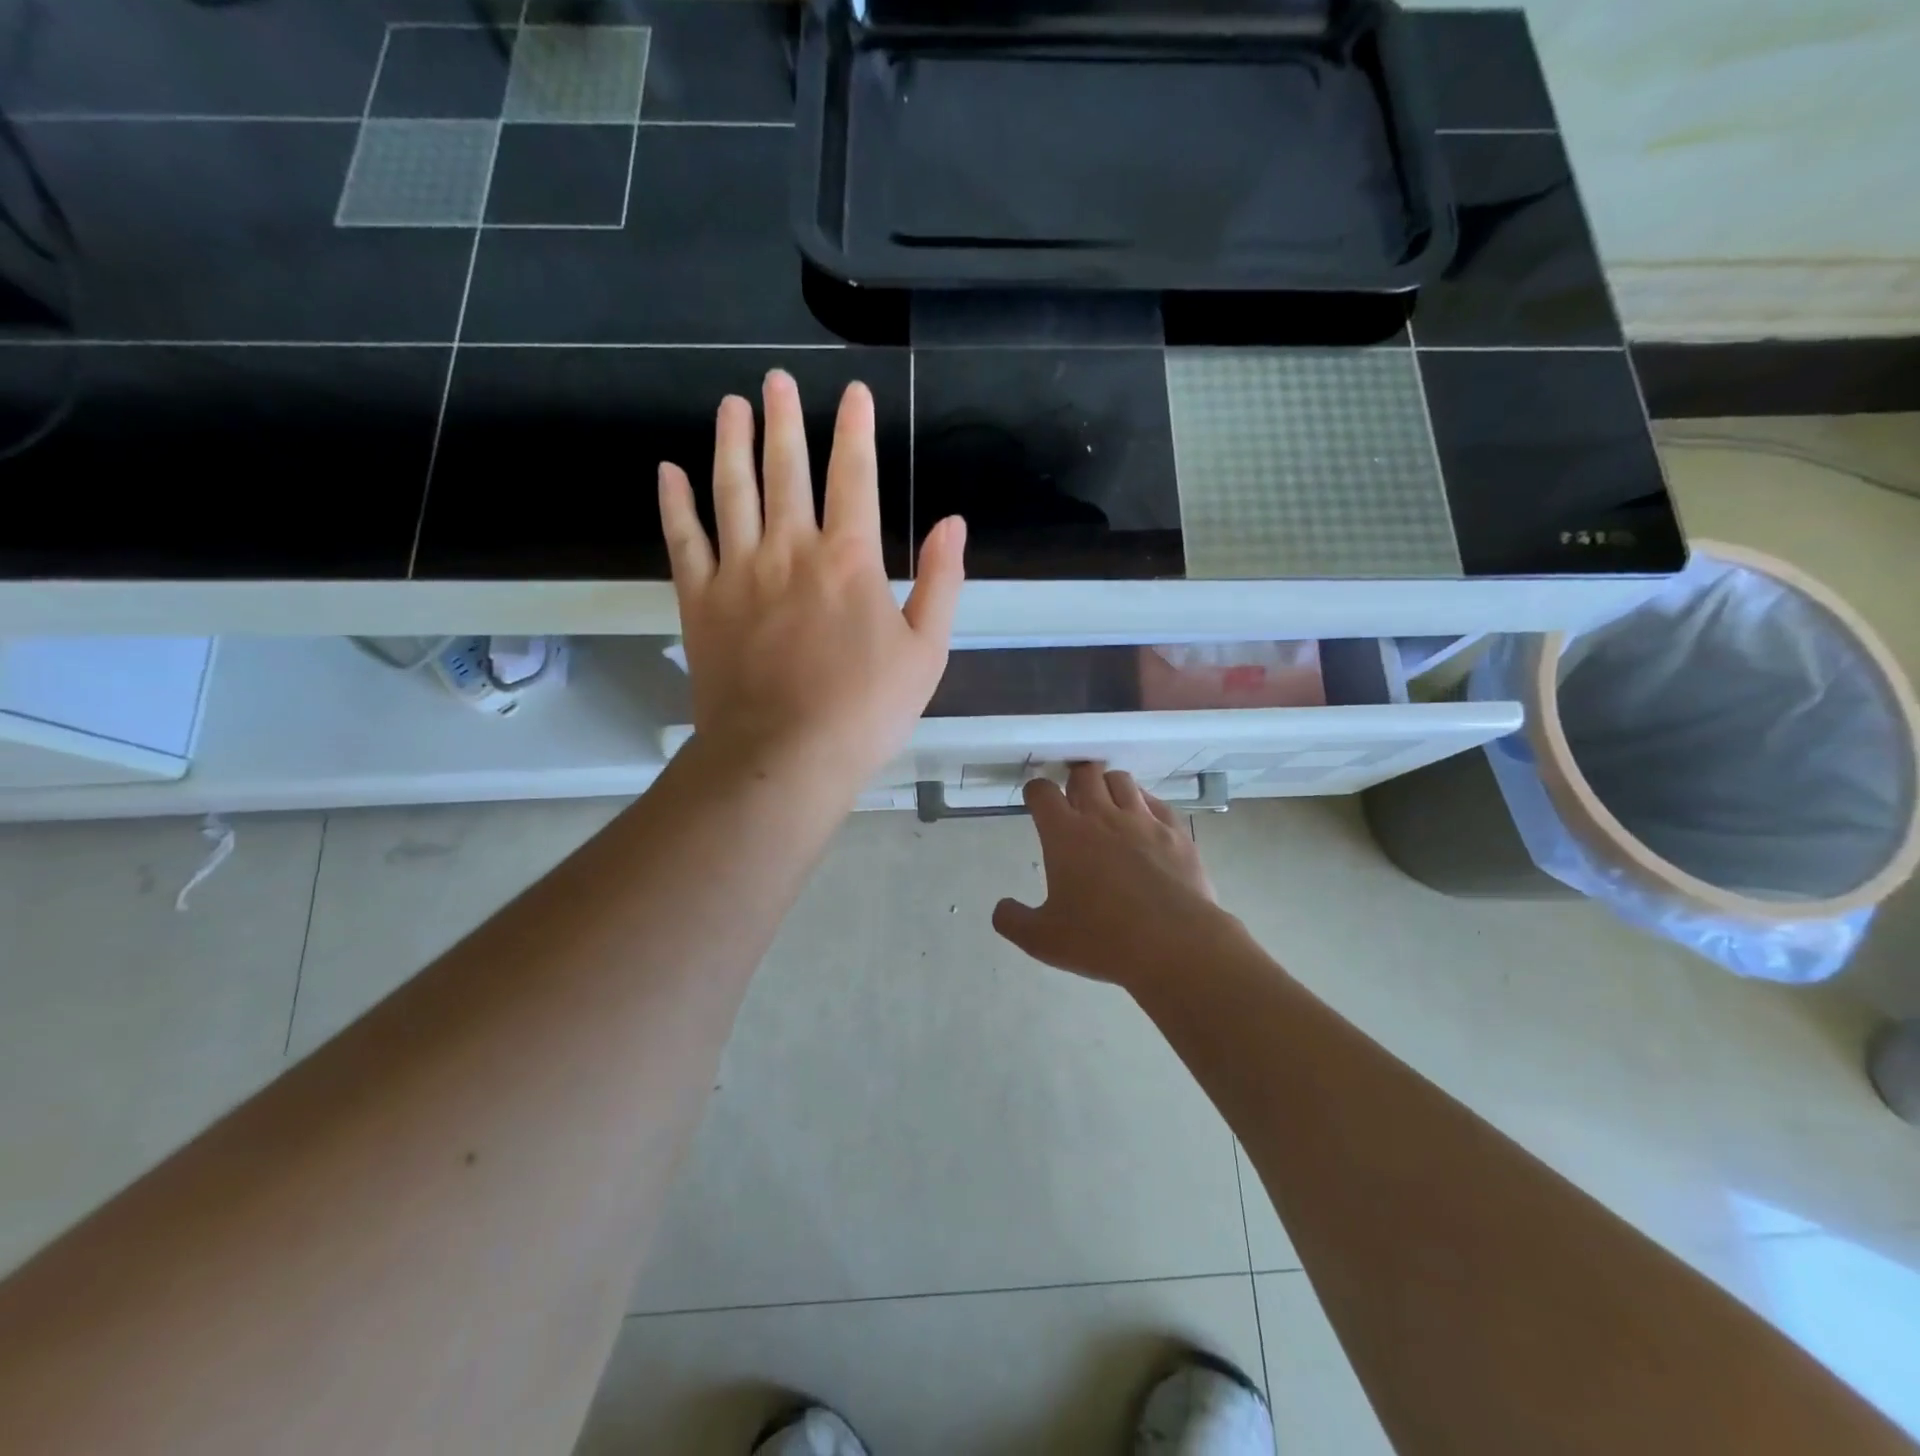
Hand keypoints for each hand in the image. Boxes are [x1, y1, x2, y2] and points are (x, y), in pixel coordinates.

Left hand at [659, 371, 965, 788]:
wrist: (784, 756)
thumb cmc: (864, 711)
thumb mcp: (926, 653)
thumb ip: (941, 583)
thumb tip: (952, 523)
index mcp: (849, 560)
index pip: (854, 478)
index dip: (856, 431)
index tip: (854, 393)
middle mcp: (790, 550)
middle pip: (786, 469)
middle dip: (784, 420)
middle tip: (776, 379)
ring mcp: (739, 572)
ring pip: (732, 491)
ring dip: (732, 443)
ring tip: (732, 405)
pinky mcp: (701, 600)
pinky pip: (684, 539)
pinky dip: (676, 503)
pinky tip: (670, 471)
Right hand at [992, 764, 1232, 987]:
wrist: (1175, 945)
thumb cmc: (1102, 940)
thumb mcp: (1043, 940)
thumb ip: (1013, 921)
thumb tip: (1001, 908)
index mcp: (1065, 834)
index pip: (1042, 792)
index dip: (1035, 792)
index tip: (1035, 801)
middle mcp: (1103, 816)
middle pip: (1085, 774)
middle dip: (1074, 780)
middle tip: (1073, 799)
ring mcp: (1143, 821)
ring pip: (1121, 780)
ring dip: (1109, 786)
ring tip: (1108, 804)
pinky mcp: (1176, 832)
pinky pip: (1156, 802)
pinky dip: (1144, 804)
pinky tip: (1144, 820)